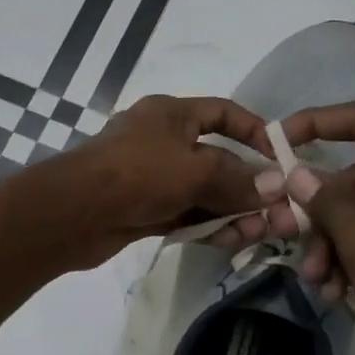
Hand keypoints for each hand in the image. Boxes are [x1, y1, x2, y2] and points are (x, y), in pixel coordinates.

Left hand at [46, 94, 269, 266]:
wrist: (74, 212)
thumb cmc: (138, 174)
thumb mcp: (196, 171)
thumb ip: (238, 180)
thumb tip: (276, 186)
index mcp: (171, 114)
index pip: (223, 113)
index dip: (255, 131)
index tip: (281, 158)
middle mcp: (162, 141)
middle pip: (216, 160)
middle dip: (248, 187)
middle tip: (278, 215)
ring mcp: (150, 178)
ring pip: (202, 193)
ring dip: (231, 212)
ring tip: (259, 234)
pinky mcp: (142, 210)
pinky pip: (184, 214)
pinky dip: (206, 225)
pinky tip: (230, 241)